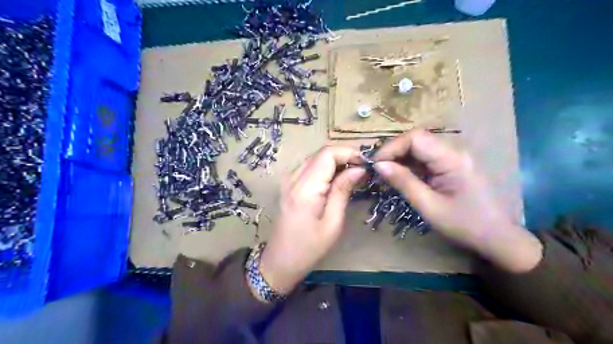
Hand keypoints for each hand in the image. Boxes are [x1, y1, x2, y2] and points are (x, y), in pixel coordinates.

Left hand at [257, 144, 361, 292]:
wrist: (280, 261)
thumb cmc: (309, 248)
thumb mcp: (332, 223)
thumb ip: (343, 191)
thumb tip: (359, 169)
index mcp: (305, 187)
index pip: (327, 154)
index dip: (349, 152)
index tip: (367, 163)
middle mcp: (294, 178)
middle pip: (321, 153)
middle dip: (345, 155)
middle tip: (364, 168)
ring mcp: (289, 180)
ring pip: (316, 158)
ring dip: (336, 160)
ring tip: (355, 173)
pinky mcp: (289, 185)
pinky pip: (310, 167)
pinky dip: (326, 167)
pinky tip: (338, 178)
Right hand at [374, 130, 539, 271]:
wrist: (499, 238)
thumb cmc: (465, 225)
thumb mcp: (429, 206)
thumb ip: (404, 182)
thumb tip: (378, 165)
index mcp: (452, 159)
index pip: (415, 138)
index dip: (391, 147)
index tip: (375, 165)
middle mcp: (454, 151)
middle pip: (417, 140)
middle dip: (394, 152)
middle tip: (378, 171)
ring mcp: (454, 157)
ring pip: (420, 148)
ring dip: (400, 159)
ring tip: (386, 175)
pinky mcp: (452, 166)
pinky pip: (426, 159)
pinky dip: (410, 166)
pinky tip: (401, 178)